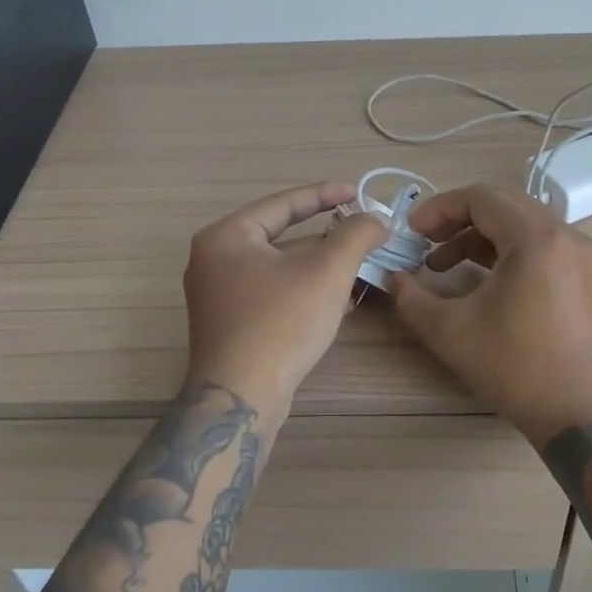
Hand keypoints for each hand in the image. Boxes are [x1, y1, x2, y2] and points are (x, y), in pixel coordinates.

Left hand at [183, 183, 390, 414]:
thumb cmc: (281, 323)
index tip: (357, 193)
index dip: (325, 195)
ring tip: (359, 270)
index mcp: (226, 236)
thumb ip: (356, 235)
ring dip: (319, 266)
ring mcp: (218, 294)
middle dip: (327, 238)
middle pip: (281, 236)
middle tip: (363, 235)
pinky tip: (336, 300)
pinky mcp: (229, 323)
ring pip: (280, 267)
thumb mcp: (327, 271)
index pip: (283, 204)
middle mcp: (214, 259)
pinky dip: (304, 289)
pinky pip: (273, 292)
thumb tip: (377, 218)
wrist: (241, 399)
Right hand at [387, 183, 591, 445]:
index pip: (480, 197)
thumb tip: (391, 278)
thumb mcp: (451, 332)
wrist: (584, 417)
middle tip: (424, 242)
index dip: (438, 208)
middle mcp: (565, 236)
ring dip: (479, 236)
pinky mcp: (586, 278)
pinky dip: (505, 251)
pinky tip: (480, 279)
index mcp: (536, 238)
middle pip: (502, 204)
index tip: (410, 231)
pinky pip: (539, 245)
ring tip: (442, 264)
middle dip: (457, 219)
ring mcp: (581, 256)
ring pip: (521, 224)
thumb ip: (411, 298)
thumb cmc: (517, 368)